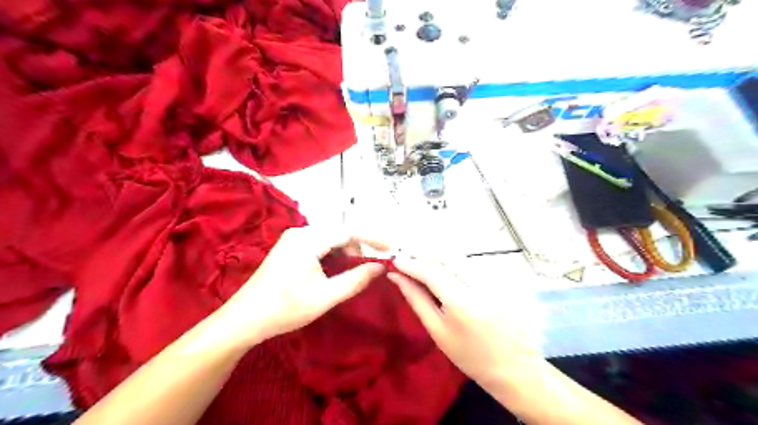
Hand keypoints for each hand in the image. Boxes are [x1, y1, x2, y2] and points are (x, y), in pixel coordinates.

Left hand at [218, 228, 385, 346]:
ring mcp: (293, 239)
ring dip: (345, 254)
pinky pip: (320, 245)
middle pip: (339, 234)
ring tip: (353, 273)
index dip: (372, 238)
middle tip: (369, 270)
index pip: (349, 231)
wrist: (244, 320)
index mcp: (308, 239)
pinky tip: (335, 271)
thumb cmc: (285, 308)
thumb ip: (355, 280)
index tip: (391, 248)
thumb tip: (380, 267)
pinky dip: (333, 256)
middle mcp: (300, 232)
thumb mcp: (325, 296)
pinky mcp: (290, 248)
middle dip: (358, 249)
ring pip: (330, 240)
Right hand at [388, 253, 541, 390]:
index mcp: (460, 301)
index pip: (429, 270)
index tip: (394, 261)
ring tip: (418, 263)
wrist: (514, 365)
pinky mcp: (496, 277)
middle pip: (443, 256)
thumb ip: (417, 300)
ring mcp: (489, 277)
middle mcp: (476, 282)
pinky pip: (467, 261)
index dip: (409, 263)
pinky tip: (440, 267)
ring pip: (455, 255)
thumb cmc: (470, 355)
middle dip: (420, 254)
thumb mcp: (437, 331)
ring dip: (433, 255)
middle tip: (404, 259)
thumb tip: (397, 277)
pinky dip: (449, 261)